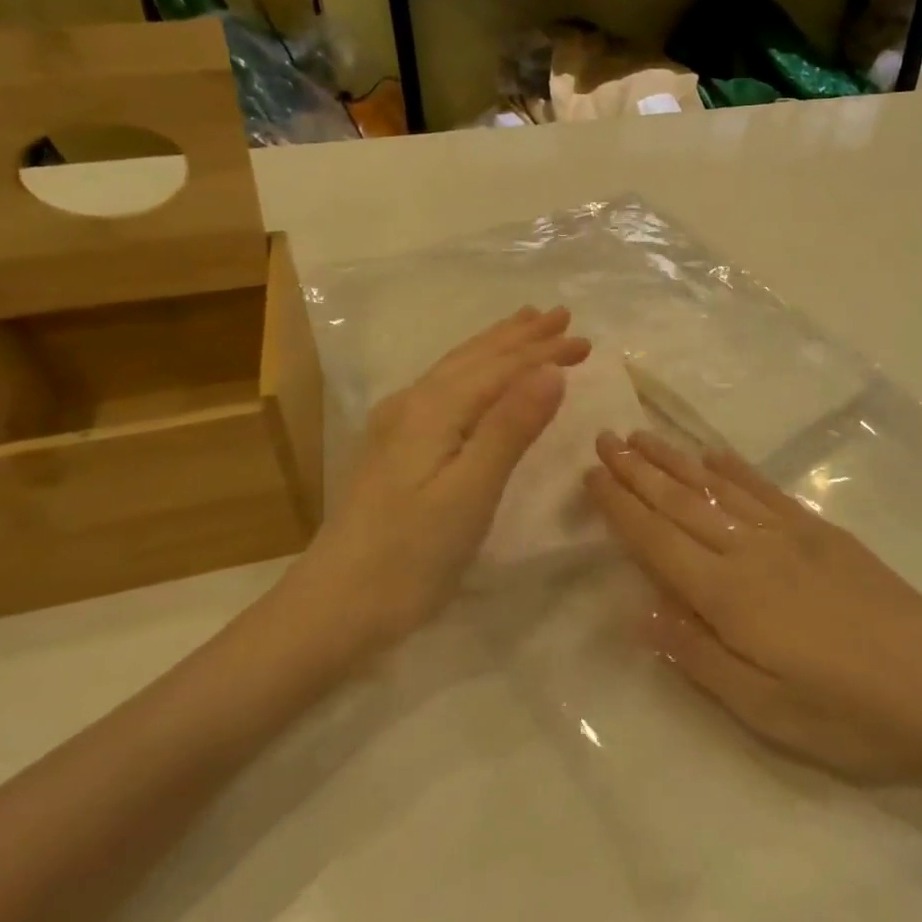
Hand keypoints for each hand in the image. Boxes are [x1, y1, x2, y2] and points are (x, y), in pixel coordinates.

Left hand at [274, 306, 590, 655]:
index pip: (501, 368)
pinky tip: (473, 376)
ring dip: (496, 346)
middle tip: (561, 315)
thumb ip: (510, 428)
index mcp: (435, 410)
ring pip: (457, 369)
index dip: (545, 352)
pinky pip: (446, 388)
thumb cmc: (412, 554)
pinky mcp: (395, 447)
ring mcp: (399, 425)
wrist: (334, 606)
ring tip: (523, 325)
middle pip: (476, 358)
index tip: (587, 341)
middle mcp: (414, 404)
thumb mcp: (471, 492)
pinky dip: (475, 370)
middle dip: (521, 337)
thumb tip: (551, 370)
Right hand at [586, 431, 921, 781]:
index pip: (657, 541)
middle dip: (637, 470)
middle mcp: (750, 550)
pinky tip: (714, 454)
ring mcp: (788, 533)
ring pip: (716, 487)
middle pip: (681, 502)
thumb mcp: (765, 709)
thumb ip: (698, 655)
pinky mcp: (820, 530)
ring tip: (642, 435)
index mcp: (729, 595)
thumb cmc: (849, 711)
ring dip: (675, 460)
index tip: (591, 475)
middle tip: (603, 437)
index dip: (621, 507)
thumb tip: (641, 612)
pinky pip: (764, 490)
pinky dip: (734, 468)